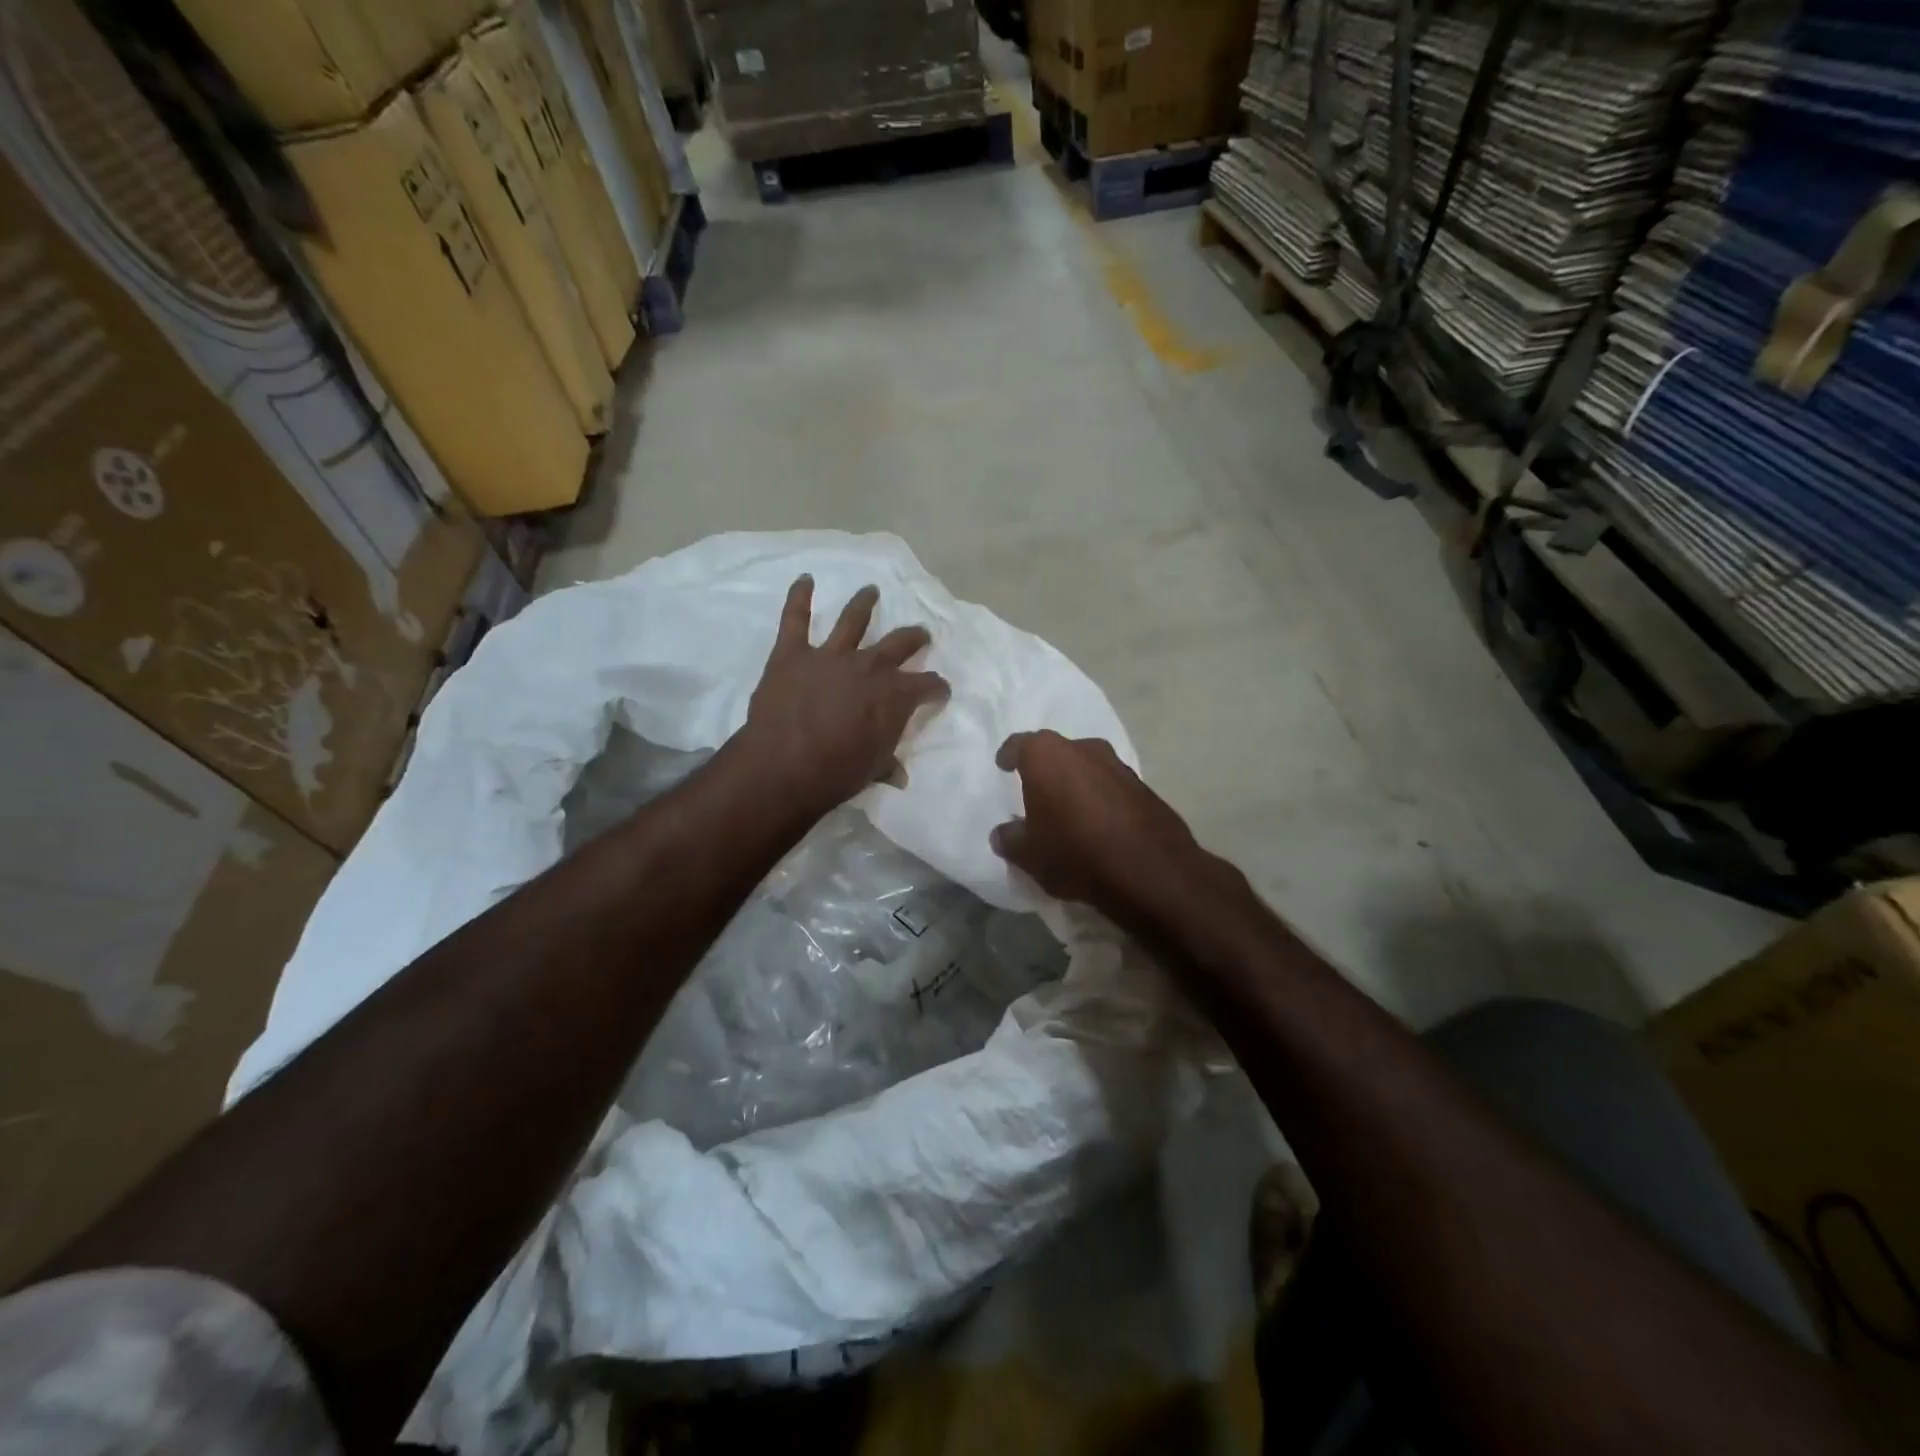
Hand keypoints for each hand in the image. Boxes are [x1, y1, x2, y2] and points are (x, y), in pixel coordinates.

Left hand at [740, 576, 948, 811]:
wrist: (784, 767)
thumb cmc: (836, 773)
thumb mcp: (872, 771)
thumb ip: (887, 764)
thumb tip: (900, 775)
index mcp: (895, 695)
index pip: (928, 685)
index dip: (937, 688)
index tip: (939, 692)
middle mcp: (869, 666)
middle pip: (900, 643)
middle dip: (914, 638)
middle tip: (919, 635)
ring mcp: (830, 655)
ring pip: (853, 619)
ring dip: (865, 601)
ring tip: (871, 590)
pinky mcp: (793, 653)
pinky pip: (795, 617)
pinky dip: (799, 596)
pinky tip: (804, 580)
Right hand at [991, 730, 1227, 929]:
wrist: (1150, 871)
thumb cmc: (1074, 852)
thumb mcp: (1028, 854)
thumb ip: (1009, 839)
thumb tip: (1003, 834)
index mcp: (1047, 756)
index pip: (1020, 744)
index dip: (1009, 755)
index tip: (1003, 765)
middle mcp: (1084, 749)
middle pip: (1056, 752)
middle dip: (1045, 768)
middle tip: (1036, 790)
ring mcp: (1118, 765)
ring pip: (1087, 766)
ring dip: (1076, 782)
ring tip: (1068, 808)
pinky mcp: (1144, 787)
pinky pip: (1111, 786)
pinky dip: (1100, 798)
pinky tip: (1098, 823)